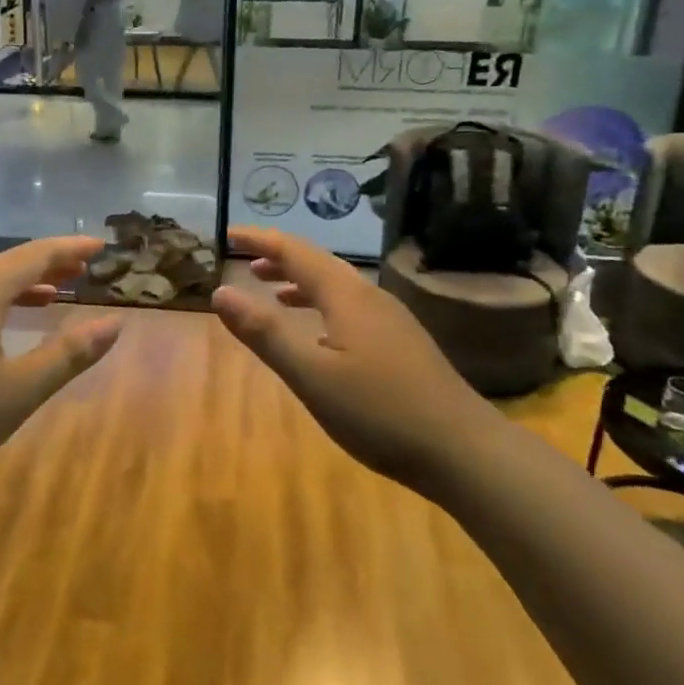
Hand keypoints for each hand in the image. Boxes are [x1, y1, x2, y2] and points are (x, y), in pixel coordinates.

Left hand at [0, 236, 122, 487]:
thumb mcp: (19, 390)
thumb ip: (68, 354)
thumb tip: (114, 324)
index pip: (35, 256)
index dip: (70, 249)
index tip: (99, 246)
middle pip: (8, 263)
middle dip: (48, 263)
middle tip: (82, 266)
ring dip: (21, 284)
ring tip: (54, 293)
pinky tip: (1, 326)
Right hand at [212, 227, 472, 486]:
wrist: (463, 450)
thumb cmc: (380, 411)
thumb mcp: (312, 375)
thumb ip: (266, 333)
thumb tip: (220, 292)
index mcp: (346, 296)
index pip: (296, 252)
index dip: (261, 240)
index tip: (228, 234)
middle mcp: (370, 297)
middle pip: (319, 263)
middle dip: (280, 258)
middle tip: (245, 260)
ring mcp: (391, 320)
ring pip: (338, 287)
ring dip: (301, 282)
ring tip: (272, 290)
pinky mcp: (402, 344)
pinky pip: (351, 308)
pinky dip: (322, 307)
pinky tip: (319, 334)